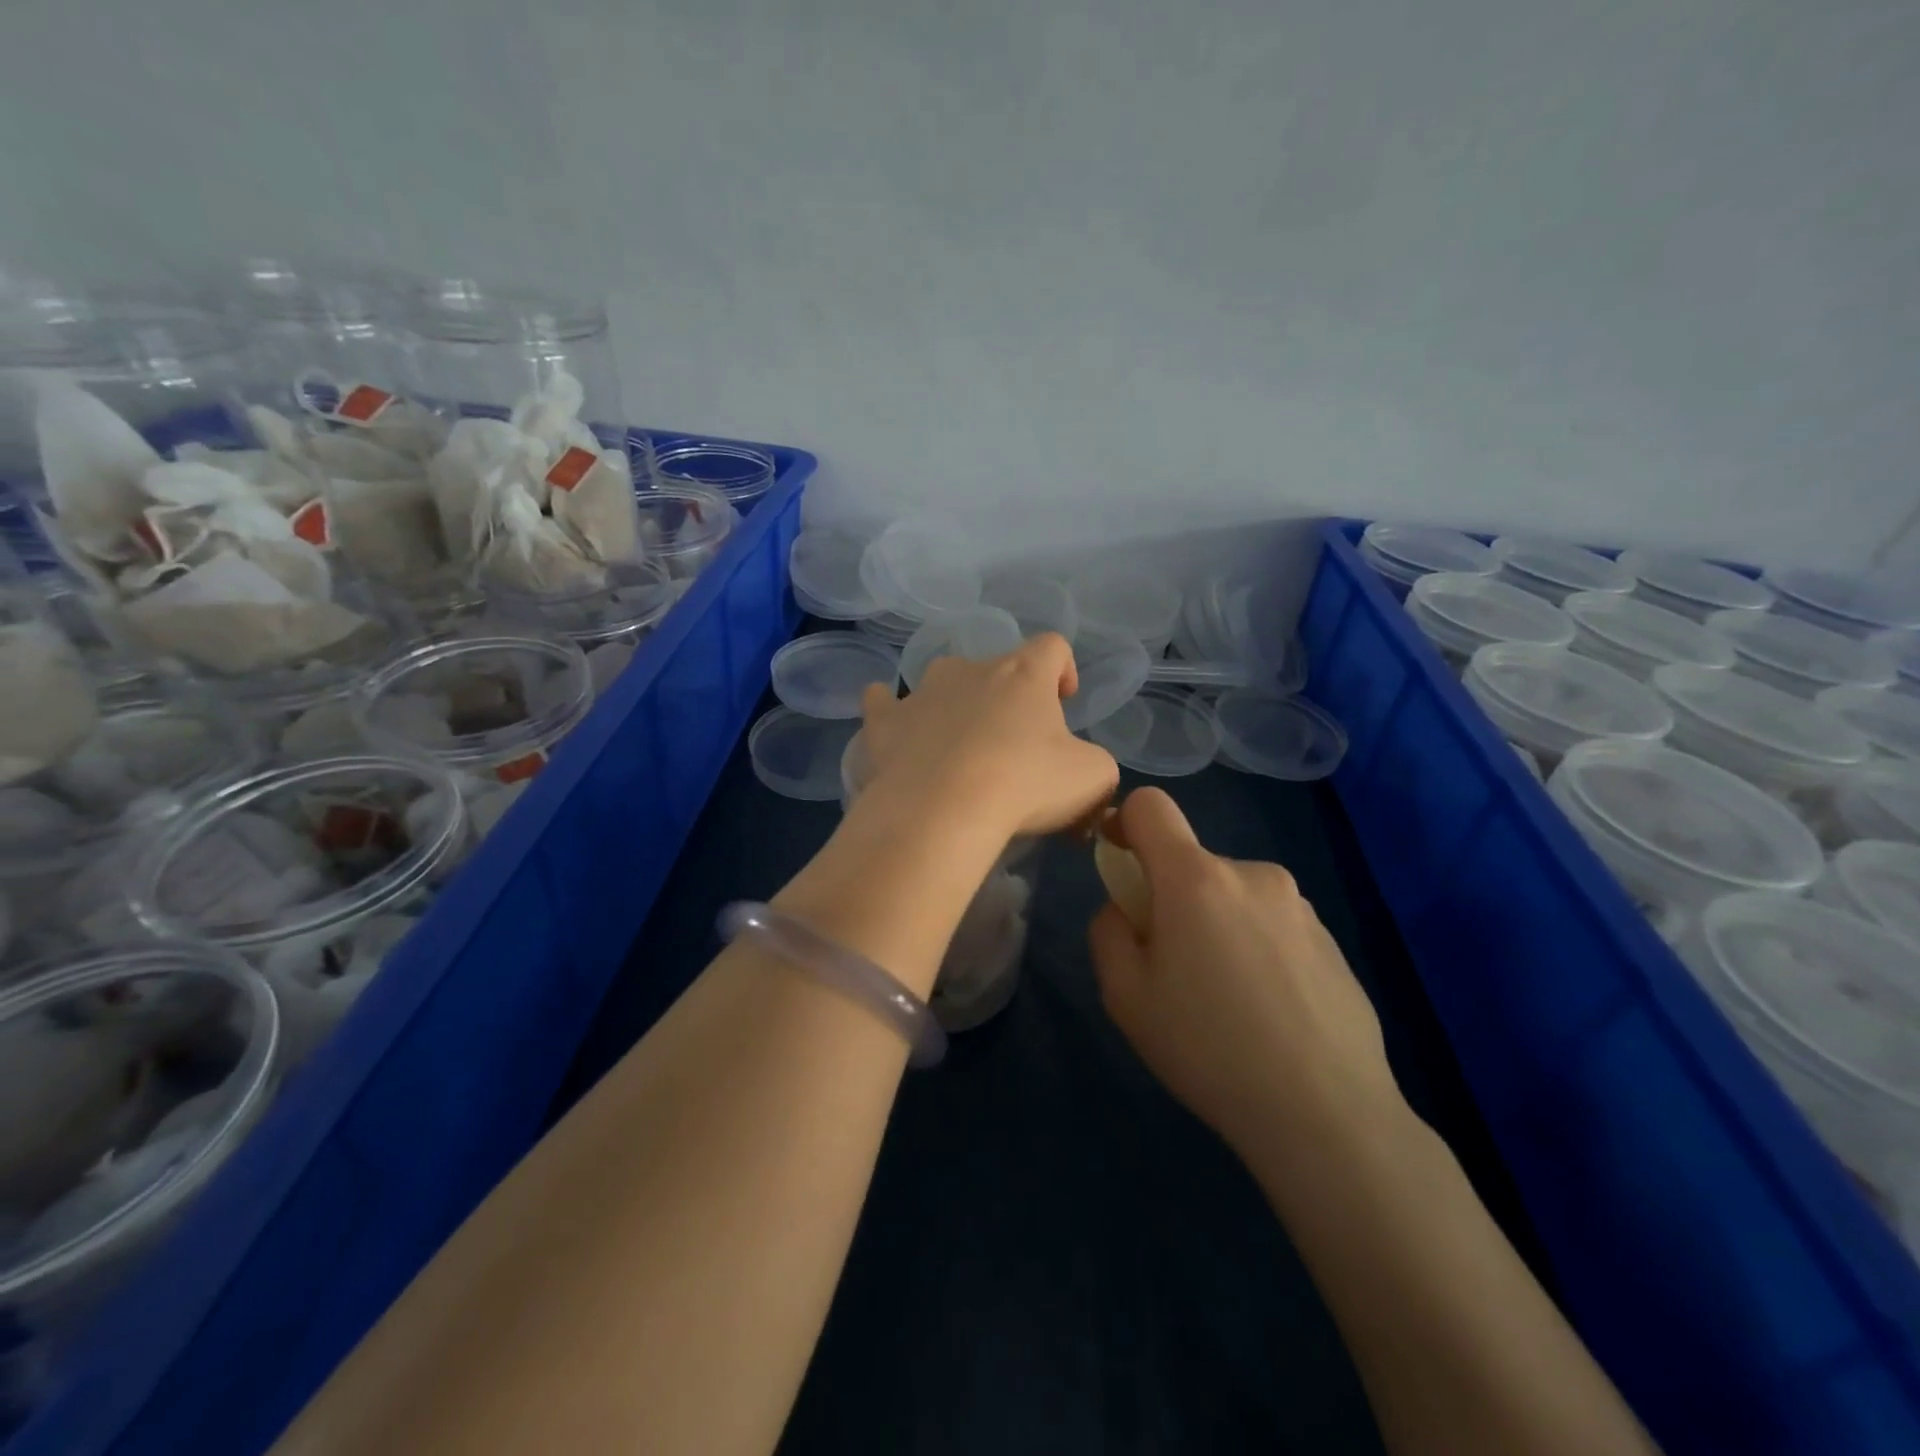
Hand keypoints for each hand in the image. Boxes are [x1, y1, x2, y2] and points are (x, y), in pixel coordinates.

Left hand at [858, 633, 1117, 842]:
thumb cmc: (1024, 785)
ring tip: (958, 748)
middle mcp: (970, 669)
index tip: (1063, 701)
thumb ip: (1097, 764)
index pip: (1052, 646)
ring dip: (955, 705)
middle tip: (1014, 748)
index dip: (1063, 669)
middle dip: (1008, 701)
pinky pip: (884, 703)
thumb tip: (1083, 769)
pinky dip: (892, 713)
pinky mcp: (884, 722)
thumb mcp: (1092, 778)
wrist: (940, 812)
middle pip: (996, 669)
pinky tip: (897, 731)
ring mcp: (921, 691)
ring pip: (942, 683)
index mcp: (1023, 673)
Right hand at [1089, 788, 1405, 1156]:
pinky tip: (1271, 1013)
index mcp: (1196, 879)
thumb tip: (1127, 908)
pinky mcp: (1332, 939)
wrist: (1328, 1114)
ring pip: (1233, 897)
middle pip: (1192, 864)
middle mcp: (1252, 874)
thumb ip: (1109, 931)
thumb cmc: (1209, 1049)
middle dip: (1174, 901)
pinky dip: (1257, 950)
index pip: (1151, 806)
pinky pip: (1272, 926)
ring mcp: (1299, 905)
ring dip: (1218, 927)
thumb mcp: (1125, 996)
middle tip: (1178, 974)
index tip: (1121, 864)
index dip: (1124, 822)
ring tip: (1230, 1003)